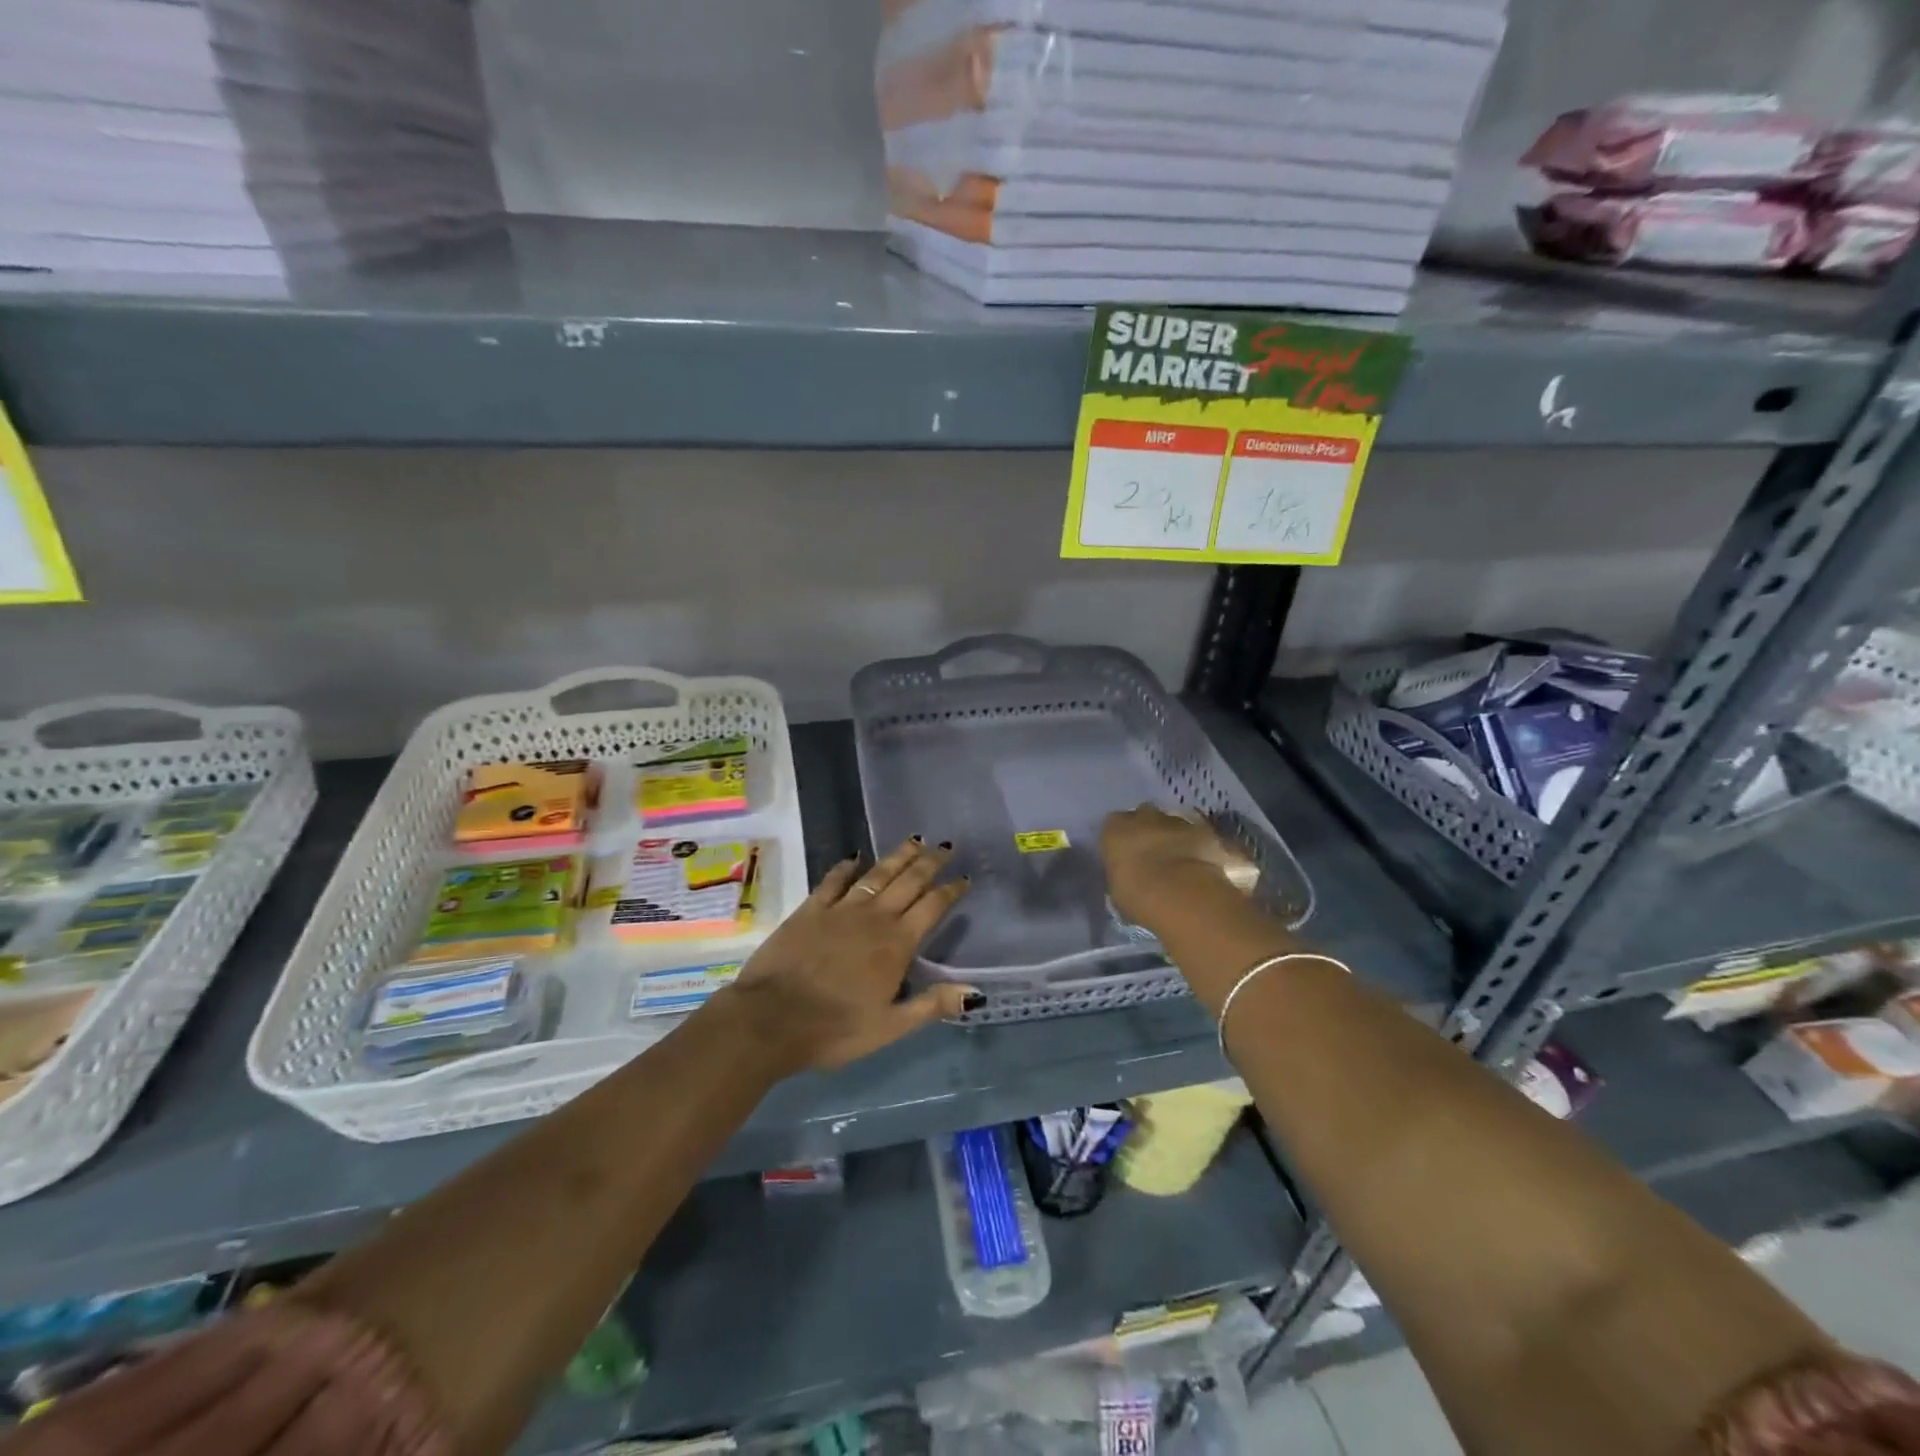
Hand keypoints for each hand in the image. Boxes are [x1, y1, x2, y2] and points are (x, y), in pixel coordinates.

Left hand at [716, 838, 976, 1071]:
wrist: (770, 1020)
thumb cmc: (835, 1029)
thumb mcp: (889, 1027)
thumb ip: (931, 1005)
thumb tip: (975, 992)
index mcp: (897, 944)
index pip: (932, 907)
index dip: (950, 891)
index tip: (964, 878)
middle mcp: (874, 918)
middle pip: (909, 882)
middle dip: (930, 862)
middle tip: (946, 846)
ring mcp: (840, 910)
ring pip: (876, 874)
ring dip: (898, 857)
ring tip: (914, 840)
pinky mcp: (810, 909)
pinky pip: (833, 881)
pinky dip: (846, 867)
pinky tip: (854, 857)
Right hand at [1101, 805, 1242, 931]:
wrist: (1184, 895)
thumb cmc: (1138, 895)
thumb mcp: (1118, 890)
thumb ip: (1122, 875)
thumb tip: (1129, 879)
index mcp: (1115, 827)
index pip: (1114, 826)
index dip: (1122, 841)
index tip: (1127, 858)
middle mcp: (1145, 815)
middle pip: (1145, 817)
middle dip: (1149, 832)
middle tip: (1153, 858)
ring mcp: (1178, 820)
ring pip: (1174, 824)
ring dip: (1175, 838)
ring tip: (1180, 865)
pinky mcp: (1207, 831)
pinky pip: (1200, 837)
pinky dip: (1200, 848)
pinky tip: (1202, 867)